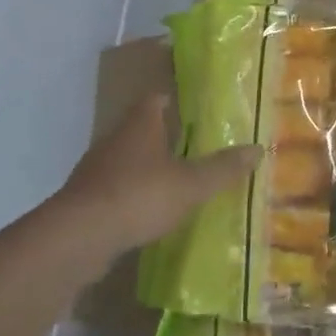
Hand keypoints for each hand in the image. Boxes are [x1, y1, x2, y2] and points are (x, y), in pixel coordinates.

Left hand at [50, 94, 259, 258]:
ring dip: (145, 165)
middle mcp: (114, 141)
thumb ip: (223, 168)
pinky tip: (148, 209)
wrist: (78, 238)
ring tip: (174, 176)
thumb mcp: (191, 184)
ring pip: (125, 159)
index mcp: (139, 126)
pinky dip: (132, 193)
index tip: (188, 102)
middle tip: (190, 140)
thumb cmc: (139, 196)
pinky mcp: (85, 201)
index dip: (170, 98)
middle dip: (161, 134)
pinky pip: (114, 188)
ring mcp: (95, 171)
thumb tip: (258, 149)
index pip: (153, 99)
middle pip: (138, 128)